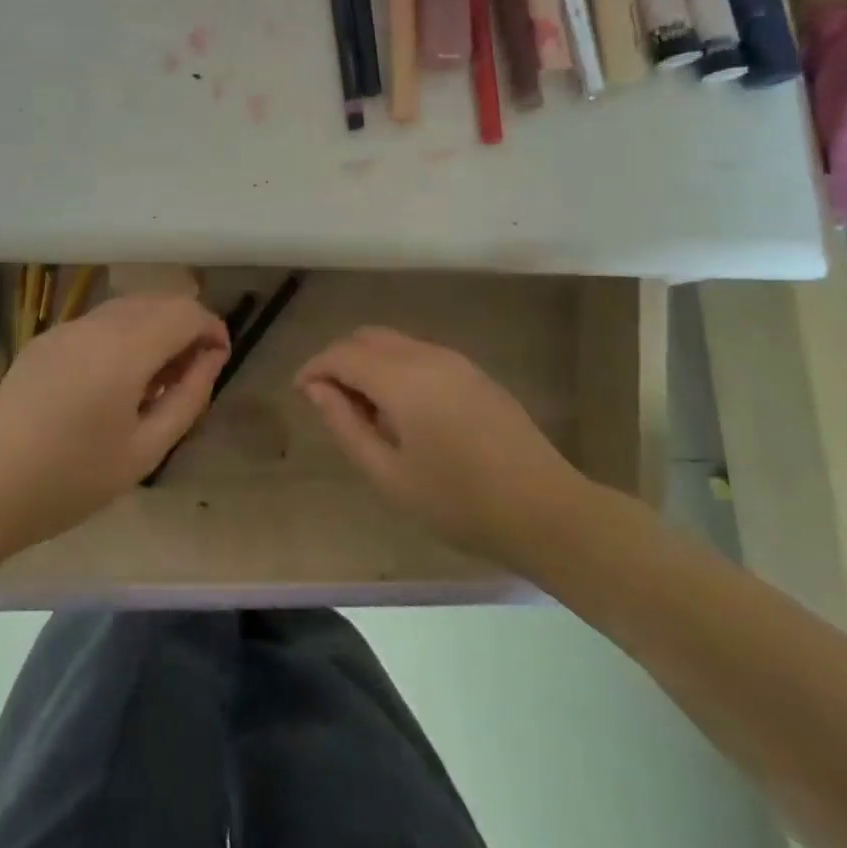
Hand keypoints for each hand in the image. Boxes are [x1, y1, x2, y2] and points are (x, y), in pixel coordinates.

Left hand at [0, 295, 230, 551]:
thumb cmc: (73, 480)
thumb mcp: (145, 450)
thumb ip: (188, 397)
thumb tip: (211, 358)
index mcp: (123, 350)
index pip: (185, 312)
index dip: (211, 328)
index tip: (218, 359)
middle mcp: (95, 324)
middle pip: (158, 301)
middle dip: (185, 326)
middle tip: (188, 375)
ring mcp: (65, 327)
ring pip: (127, 307)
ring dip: (153, 328)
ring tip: (152, 380)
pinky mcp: (45, 338)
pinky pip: (98, 322)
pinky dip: (122, 334)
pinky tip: (113, 379)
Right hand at [296, 327, 591, 564]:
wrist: (546, 510)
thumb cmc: (459, 502)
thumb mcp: (389, 475)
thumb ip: (346, 425)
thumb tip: (317, 390)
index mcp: (402, 379)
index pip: (342, 354)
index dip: (314, 368)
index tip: (300, 394)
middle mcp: (426, 356)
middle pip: (366, 337)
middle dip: (339, 360)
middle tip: (331, 403)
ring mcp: (455, 360)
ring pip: (394, 342)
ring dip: (368, 363)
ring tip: (366, 412)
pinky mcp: (474, 372)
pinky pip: (419, 353)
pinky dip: (395, 367)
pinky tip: (403, 411)